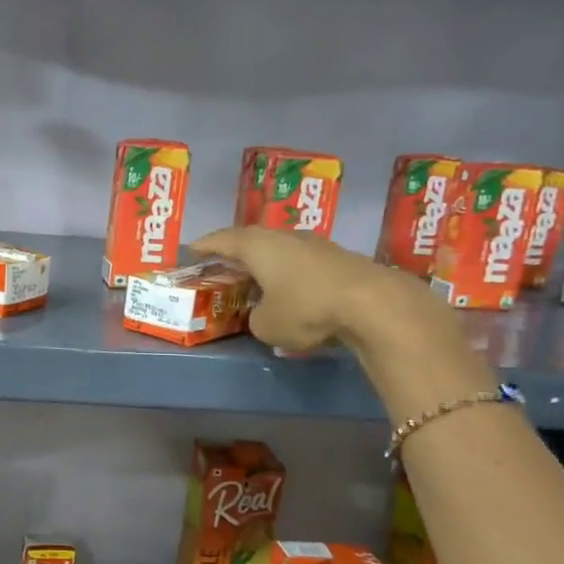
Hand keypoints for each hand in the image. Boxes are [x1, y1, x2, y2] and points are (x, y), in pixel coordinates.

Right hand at [190, 227, 436, 353]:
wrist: (372, 303)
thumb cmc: (306, 309)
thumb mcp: (266, 326)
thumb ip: (255, 318)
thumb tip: (264, 314)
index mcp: (257, 246)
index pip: (222, 240)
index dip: (204, 246)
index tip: (191, 251)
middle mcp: (283, 237)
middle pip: (252, 240)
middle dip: (235, 252)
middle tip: (221, 265)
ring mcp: (314, 244)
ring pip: (279, 250)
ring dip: (265, 263)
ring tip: (255, 278)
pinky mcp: (338, 258)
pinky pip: (301, 263)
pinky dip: (289, 273)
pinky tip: (289, 289)